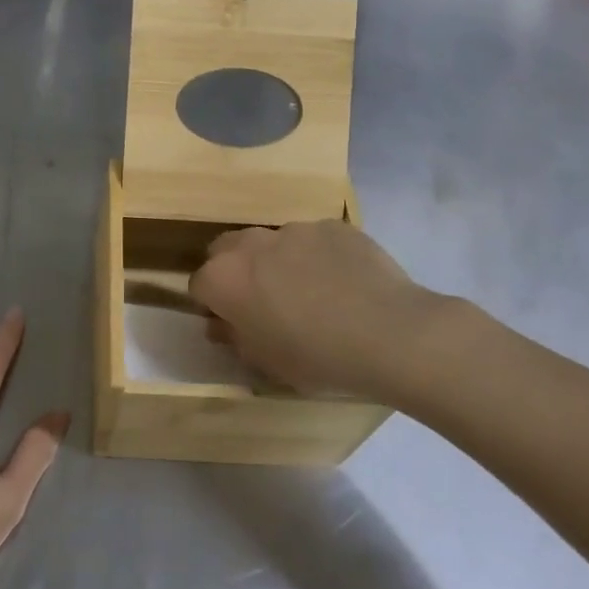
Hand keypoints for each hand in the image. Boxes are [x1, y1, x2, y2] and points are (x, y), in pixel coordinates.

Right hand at [188, 220, 460, 403]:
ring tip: (311, 293)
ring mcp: (294, 229)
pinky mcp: (332, 225)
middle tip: (262, 302)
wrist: (389, 333)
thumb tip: (222, 325)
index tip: (232, 324)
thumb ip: (235, 339)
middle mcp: (250, 244)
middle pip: (226, 250)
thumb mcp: (266, 363)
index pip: (199, 285)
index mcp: (224, 279)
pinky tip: (344, 283)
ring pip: (272, 243)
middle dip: (235, 271)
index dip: (213, 306)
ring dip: (277, 262)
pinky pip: (314, 239)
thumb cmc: (316, 357)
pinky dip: (318, 257)